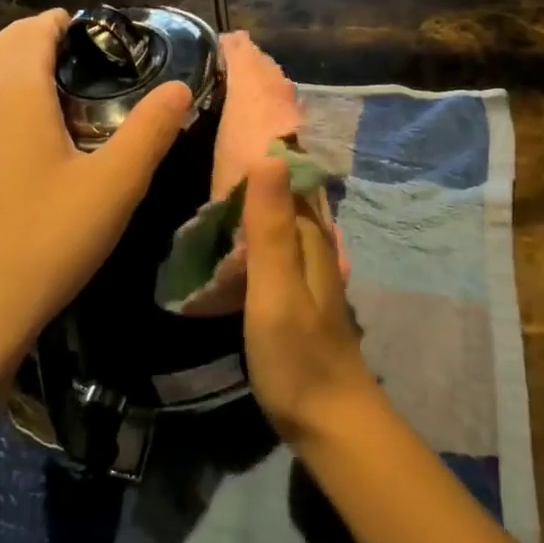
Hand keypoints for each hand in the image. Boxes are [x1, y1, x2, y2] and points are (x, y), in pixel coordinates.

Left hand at [0, 10, 192, 379]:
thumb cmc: (47, 240)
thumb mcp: (115, 185)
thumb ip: (151, 130)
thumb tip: (179, 88)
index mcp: (13, 97)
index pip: (30, 32)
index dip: (59, 22)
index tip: (93, 31)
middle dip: (35, 42)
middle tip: (81, 60)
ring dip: (16, 80)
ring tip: (60, 105)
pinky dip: (1, 118)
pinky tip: (26, 162)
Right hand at [241, 156, 375, 442]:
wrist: (329, 420)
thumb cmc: (298, 355)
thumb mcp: (277, 289)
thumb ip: (271, 227)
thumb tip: (270, 156)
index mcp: (311, 238)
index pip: (292, 176)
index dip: (267, 148)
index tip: (231, 122)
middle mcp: (315, 247)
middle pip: (289, 196)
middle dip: (260, 170)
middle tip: (213, 147)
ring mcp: (310, 274)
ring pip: (283, 222)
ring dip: (258, 200)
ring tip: (215, 182)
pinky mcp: (299, 296)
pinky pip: (278, 248)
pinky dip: (257, 232)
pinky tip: (234, 237)